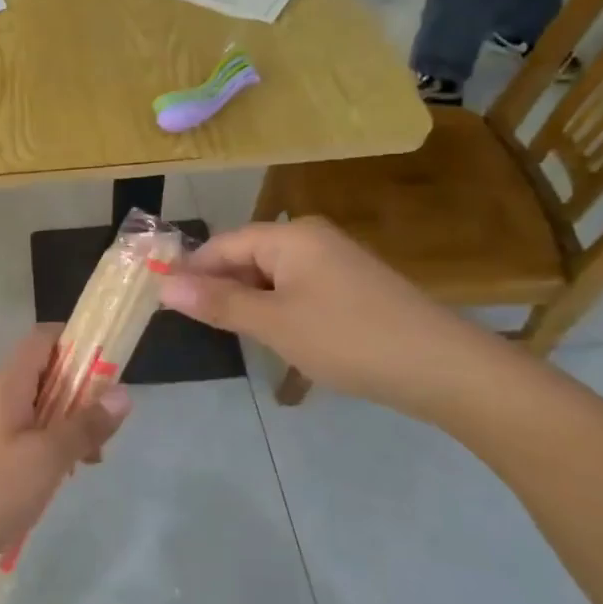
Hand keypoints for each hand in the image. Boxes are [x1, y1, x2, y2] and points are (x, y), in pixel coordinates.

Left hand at [0, 326, 130, 575]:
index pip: (42, 339)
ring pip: (41, 407)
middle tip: (105, 424)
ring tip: (91, 458)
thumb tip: (123, 393)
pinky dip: (52, 444)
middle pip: (46, 373)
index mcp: (9, 385)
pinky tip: (65, 473)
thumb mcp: (49, 457)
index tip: (108, 364)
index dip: (76, 341)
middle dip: (81, 392)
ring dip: (70, 423)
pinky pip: (29, 433)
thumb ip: (86, 425)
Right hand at [158, 219, 493, 418]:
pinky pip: (295, 288)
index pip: (222, 244)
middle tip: (191, 323)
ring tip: (226, 332)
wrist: (442, 367)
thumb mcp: (273, 323)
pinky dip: (275, 307)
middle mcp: (310, 238)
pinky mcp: (350, 287)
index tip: (161, 302)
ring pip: (270, 275)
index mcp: (290, 236)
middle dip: (217, 287)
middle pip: (246, 256)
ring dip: (245, 300)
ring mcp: (334, 261)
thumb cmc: (348, 339)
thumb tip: (164, 287)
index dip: (190, 271)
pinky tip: (272, 334)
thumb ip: (217, 303)